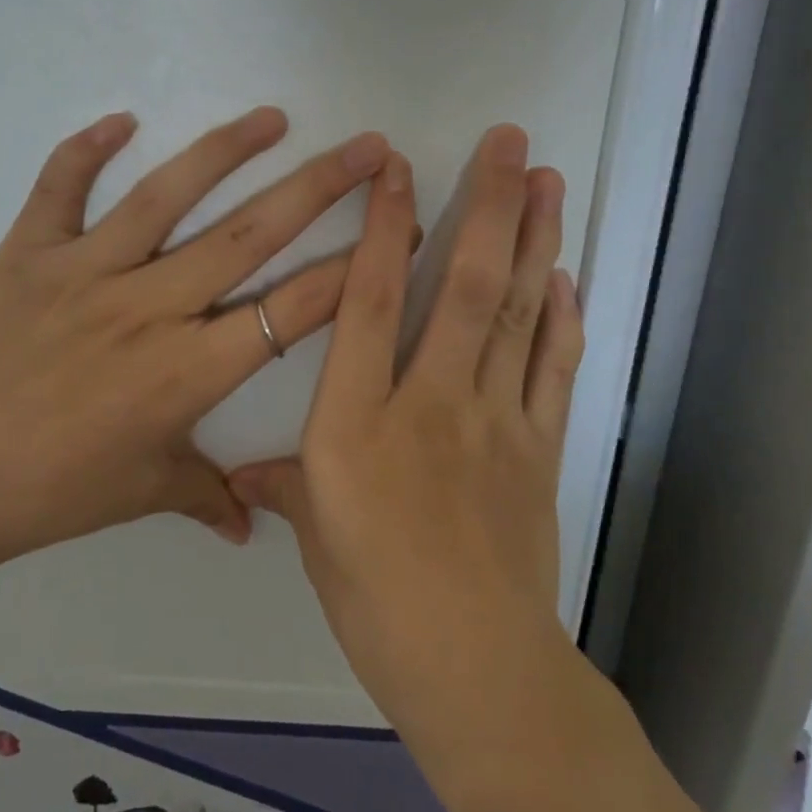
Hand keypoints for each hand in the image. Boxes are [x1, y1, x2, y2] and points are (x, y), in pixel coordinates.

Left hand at [0, 107, 389, 641]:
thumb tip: (257, 527)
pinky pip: (60, 188)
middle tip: (366, 147)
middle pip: (249, 237)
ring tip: (273, 117)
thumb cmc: (59, 491)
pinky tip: (122, 117)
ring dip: (225, 151)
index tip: (391, 231)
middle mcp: (147, 310)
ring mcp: (84, 275)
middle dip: (318, 188)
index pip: (291, 310)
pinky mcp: (27, 256)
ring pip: (166, 197)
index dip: (350, 270)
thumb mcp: (148, 491)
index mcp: (188, 373)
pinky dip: (86, 149)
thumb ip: (211, 496)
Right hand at [229, 125, 583, 720]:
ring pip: (522, 313)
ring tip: (551, 181)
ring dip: (537, 241)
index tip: (398, 165)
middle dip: (490, 205)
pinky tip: (570, 276)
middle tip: (512, 141)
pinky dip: (565, 317)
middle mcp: (431, 402)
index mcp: (358, 421)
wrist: (476, 670)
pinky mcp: (540, 447)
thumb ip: (284, 486)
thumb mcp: (315, 536)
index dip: (384, 226)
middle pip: (467, 287)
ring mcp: (497, 420)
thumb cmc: (376, 601)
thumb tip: (241, 475)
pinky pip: (554, 367)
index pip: (372, 302)